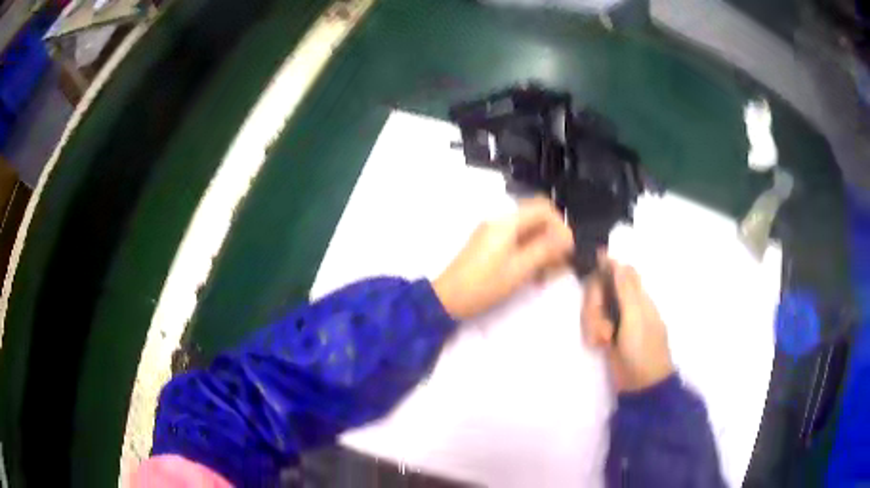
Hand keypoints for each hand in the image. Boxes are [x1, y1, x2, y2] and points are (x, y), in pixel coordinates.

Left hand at [433, 197, 573, 319]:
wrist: (448, 298)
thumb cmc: (485, 284)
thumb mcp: (520, 269)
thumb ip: (545, 249)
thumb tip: (567, 237)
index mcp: (507, 222)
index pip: (543, 208)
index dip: (560, 225)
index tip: (567, 249)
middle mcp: (500, 221)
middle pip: (536, 220)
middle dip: (552, 239)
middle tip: (560, 264)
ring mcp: (493, 233)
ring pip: (528, 233)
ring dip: (542, 249)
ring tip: (546, 275)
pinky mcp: (489, 245)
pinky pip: (517, 242)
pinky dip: (529, 254)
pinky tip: (533, 275)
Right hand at [582, 254, 673, 391]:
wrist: (641, 386)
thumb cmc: (643, 350)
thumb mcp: (635, 318)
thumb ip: (626, 290)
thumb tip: (618, 260)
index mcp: (638, 297)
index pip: (620, 271)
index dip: (605, 270)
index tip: (591, 273)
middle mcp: (626, 305)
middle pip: (601, 289)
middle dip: (594, 305)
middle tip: (601, 324)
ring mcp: (616, 321)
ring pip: (594, 308)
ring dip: (593, 323)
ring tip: (601, 341)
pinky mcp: (607, 336)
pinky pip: (592, 325)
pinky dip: (593, 333)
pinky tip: (599, 345)